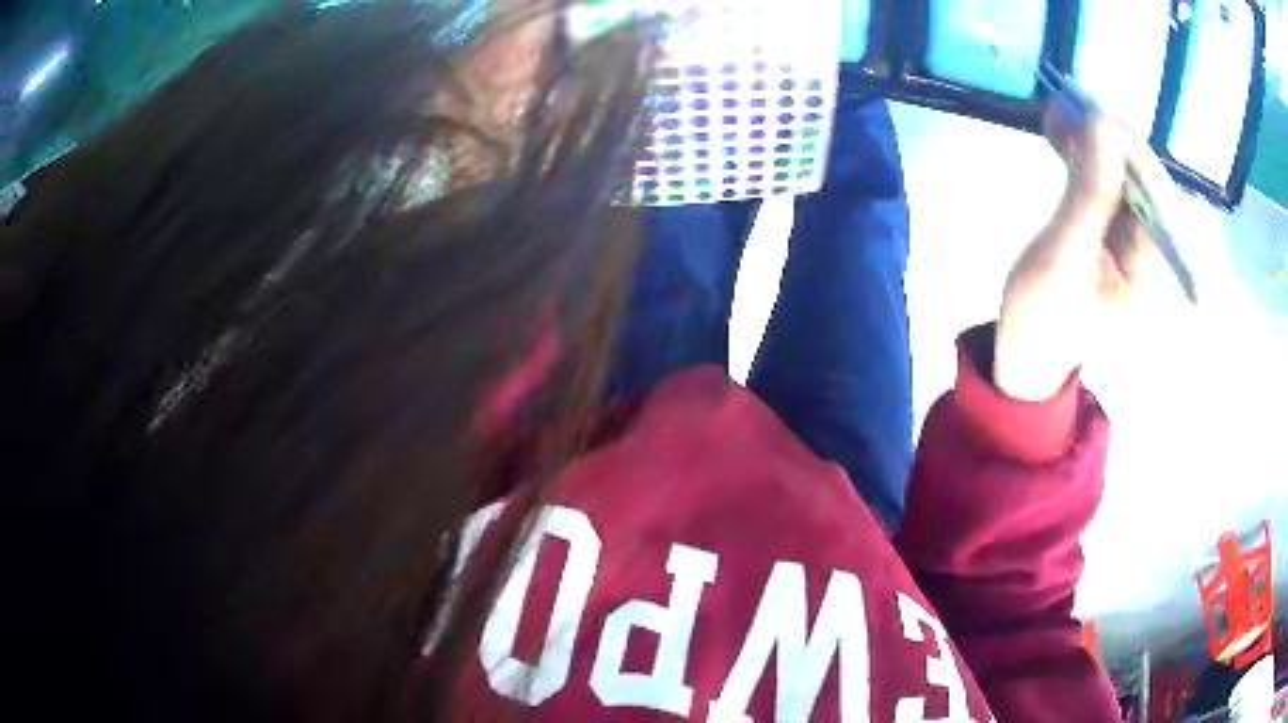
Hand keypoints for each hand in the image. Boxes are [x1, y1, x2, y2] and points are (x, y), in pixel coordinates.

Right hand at [993, 104, 1174, 401]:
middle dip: (1106, 136)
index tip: (1083, 113)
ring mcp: (1135, 238)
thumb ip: (1089, 195)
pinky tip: (1061, 132)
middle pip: (1142, 175)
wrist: (1029, 348)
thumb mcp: (1062, 258)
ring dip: (1092, 138)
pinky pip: (1108, 177)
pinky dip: (1085, 151)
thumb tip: (1103, 126)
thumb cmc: (1041, 317)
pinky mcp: (1115, 227)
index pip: (1152, 189)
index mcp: (1152, 270)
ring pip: (1124, 170)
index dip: (1123, 144)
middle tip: (1064, 106)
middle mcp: (1154, 250)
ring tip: (1057, 115)